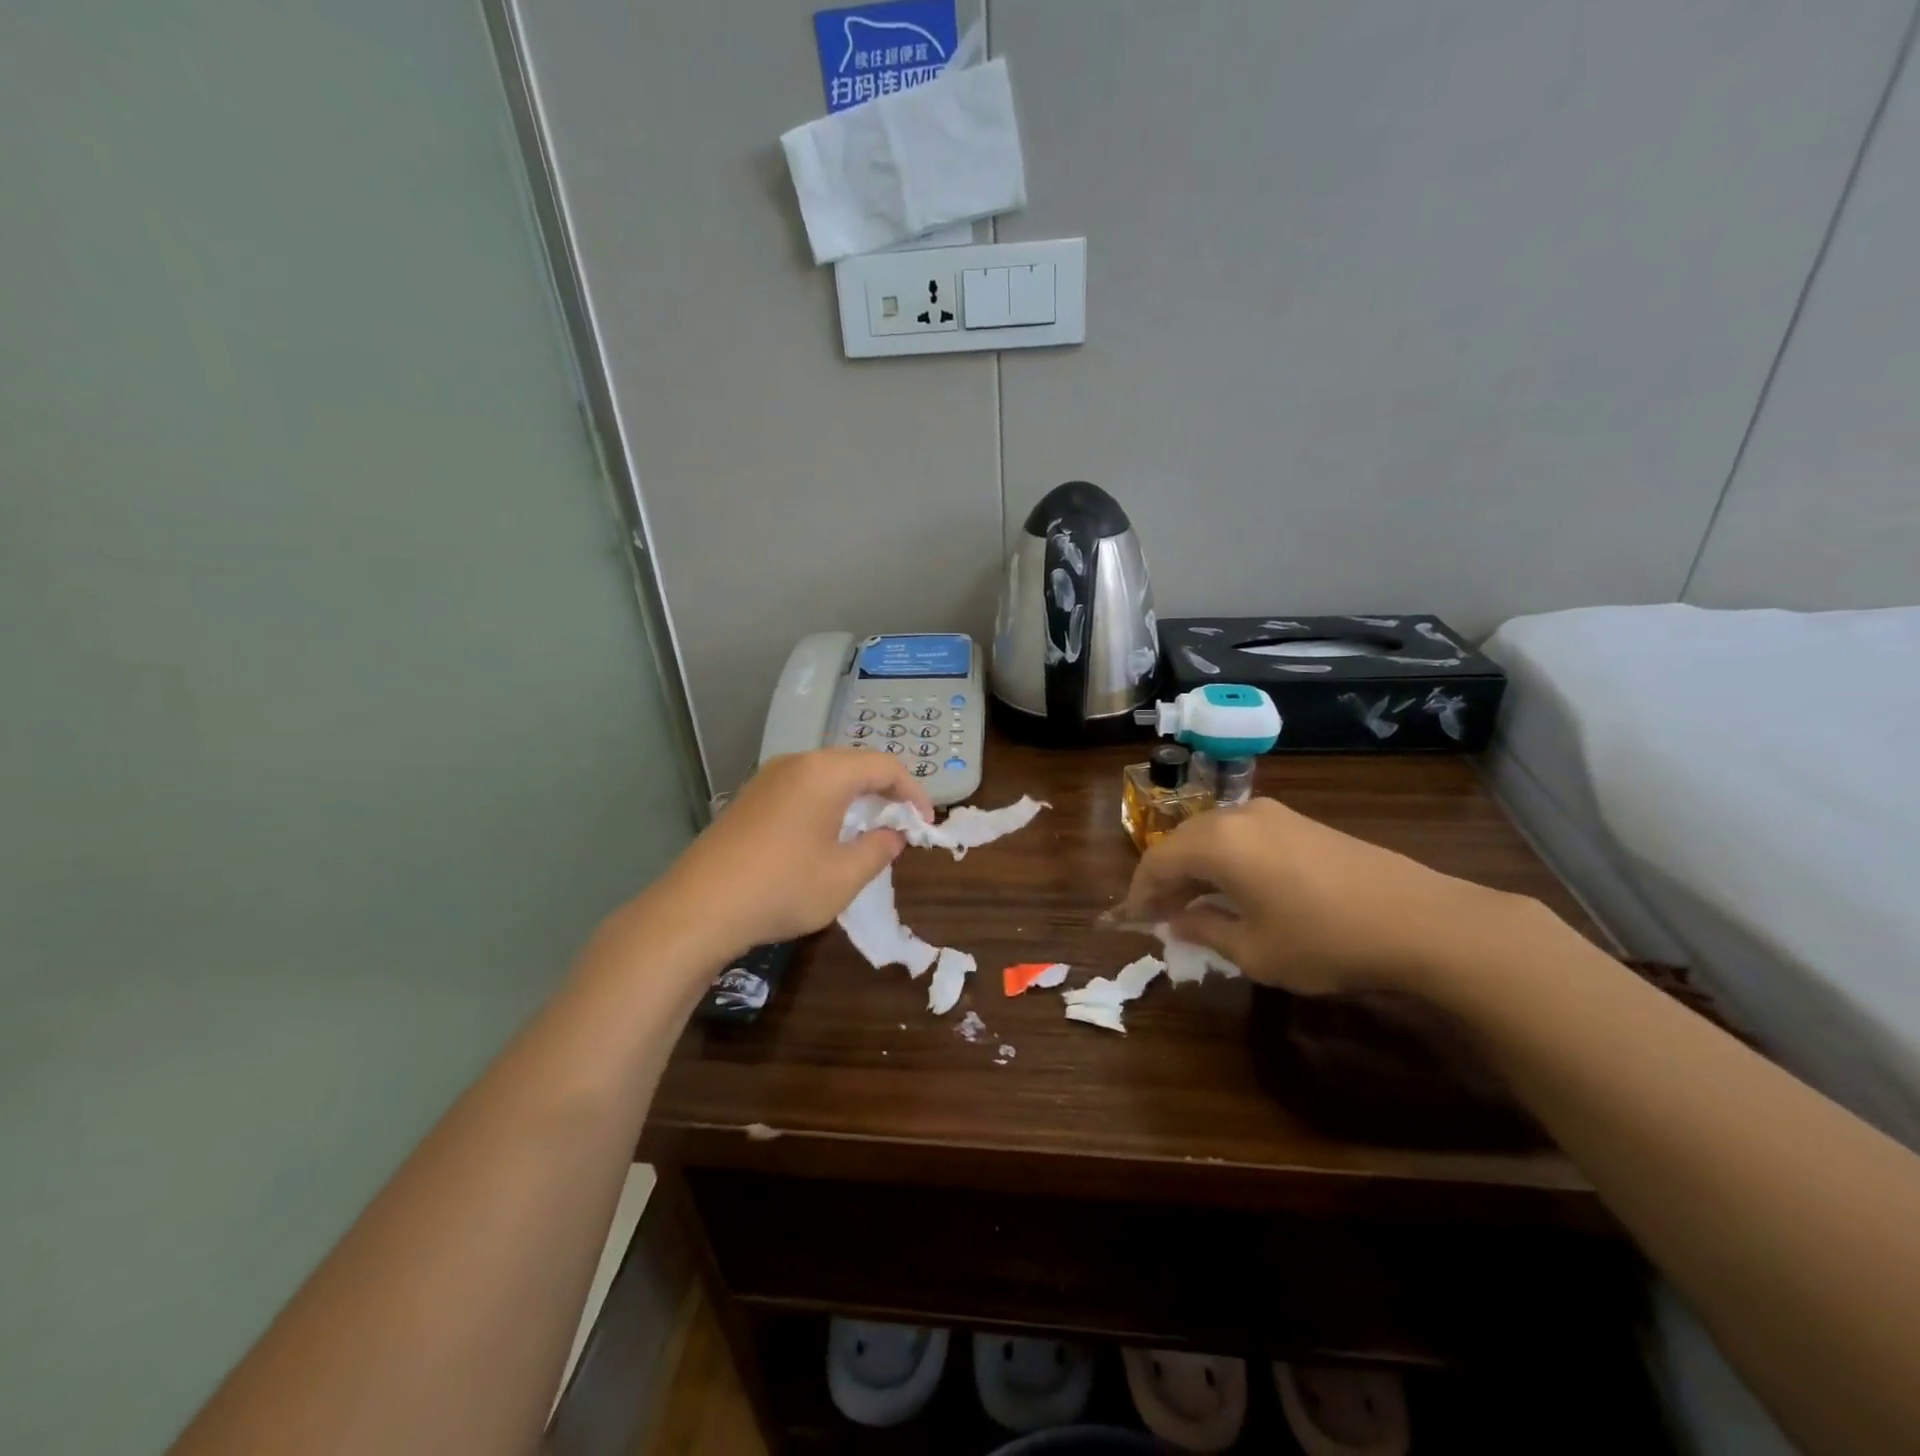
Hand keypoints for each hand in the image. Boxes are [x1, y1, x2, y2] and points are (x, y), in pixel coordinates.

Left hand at [650, 748, 934, 958]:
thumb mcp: (844, 876)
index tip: (925, 823)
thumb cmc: (782, 888)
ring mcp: (768, 778)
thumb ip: (879, 849)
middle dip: (885, 792)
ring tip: (868, 831)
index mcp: (826, 772)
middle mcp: (797, 763)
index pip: (885, 766)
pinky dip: (827, 804)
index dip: (913, 793)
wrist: (698, 907)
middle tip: (901, 825)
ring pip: (827, 776)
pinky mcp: (750, 798)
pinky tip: (825, 836)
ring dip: (855, 798)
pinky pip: (802, 788)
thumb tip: (893, 835)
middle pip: (855, 765)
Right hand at [1117, 797, 1518, 994]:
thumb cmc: (1324, 940)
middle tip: (1161, 915)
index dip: (1139, 892)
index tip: (1133, 920)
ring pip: (1213, 835)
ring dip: (1196, 867)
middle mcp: (1237, 816)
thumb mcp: (1254, 951)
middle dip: (1166, 878)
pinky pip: (1242, 835)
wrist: (1419, 919)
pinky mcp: (1300, 821)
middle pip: (1182, 841)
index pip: (1157, 860)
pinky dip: (1226, 859)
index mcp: (1217, 842)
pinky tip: (1237, 889)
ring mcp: (1273, 813)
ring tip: (1196, 904)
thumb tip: (1176, 920)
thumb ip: (1204, 930)